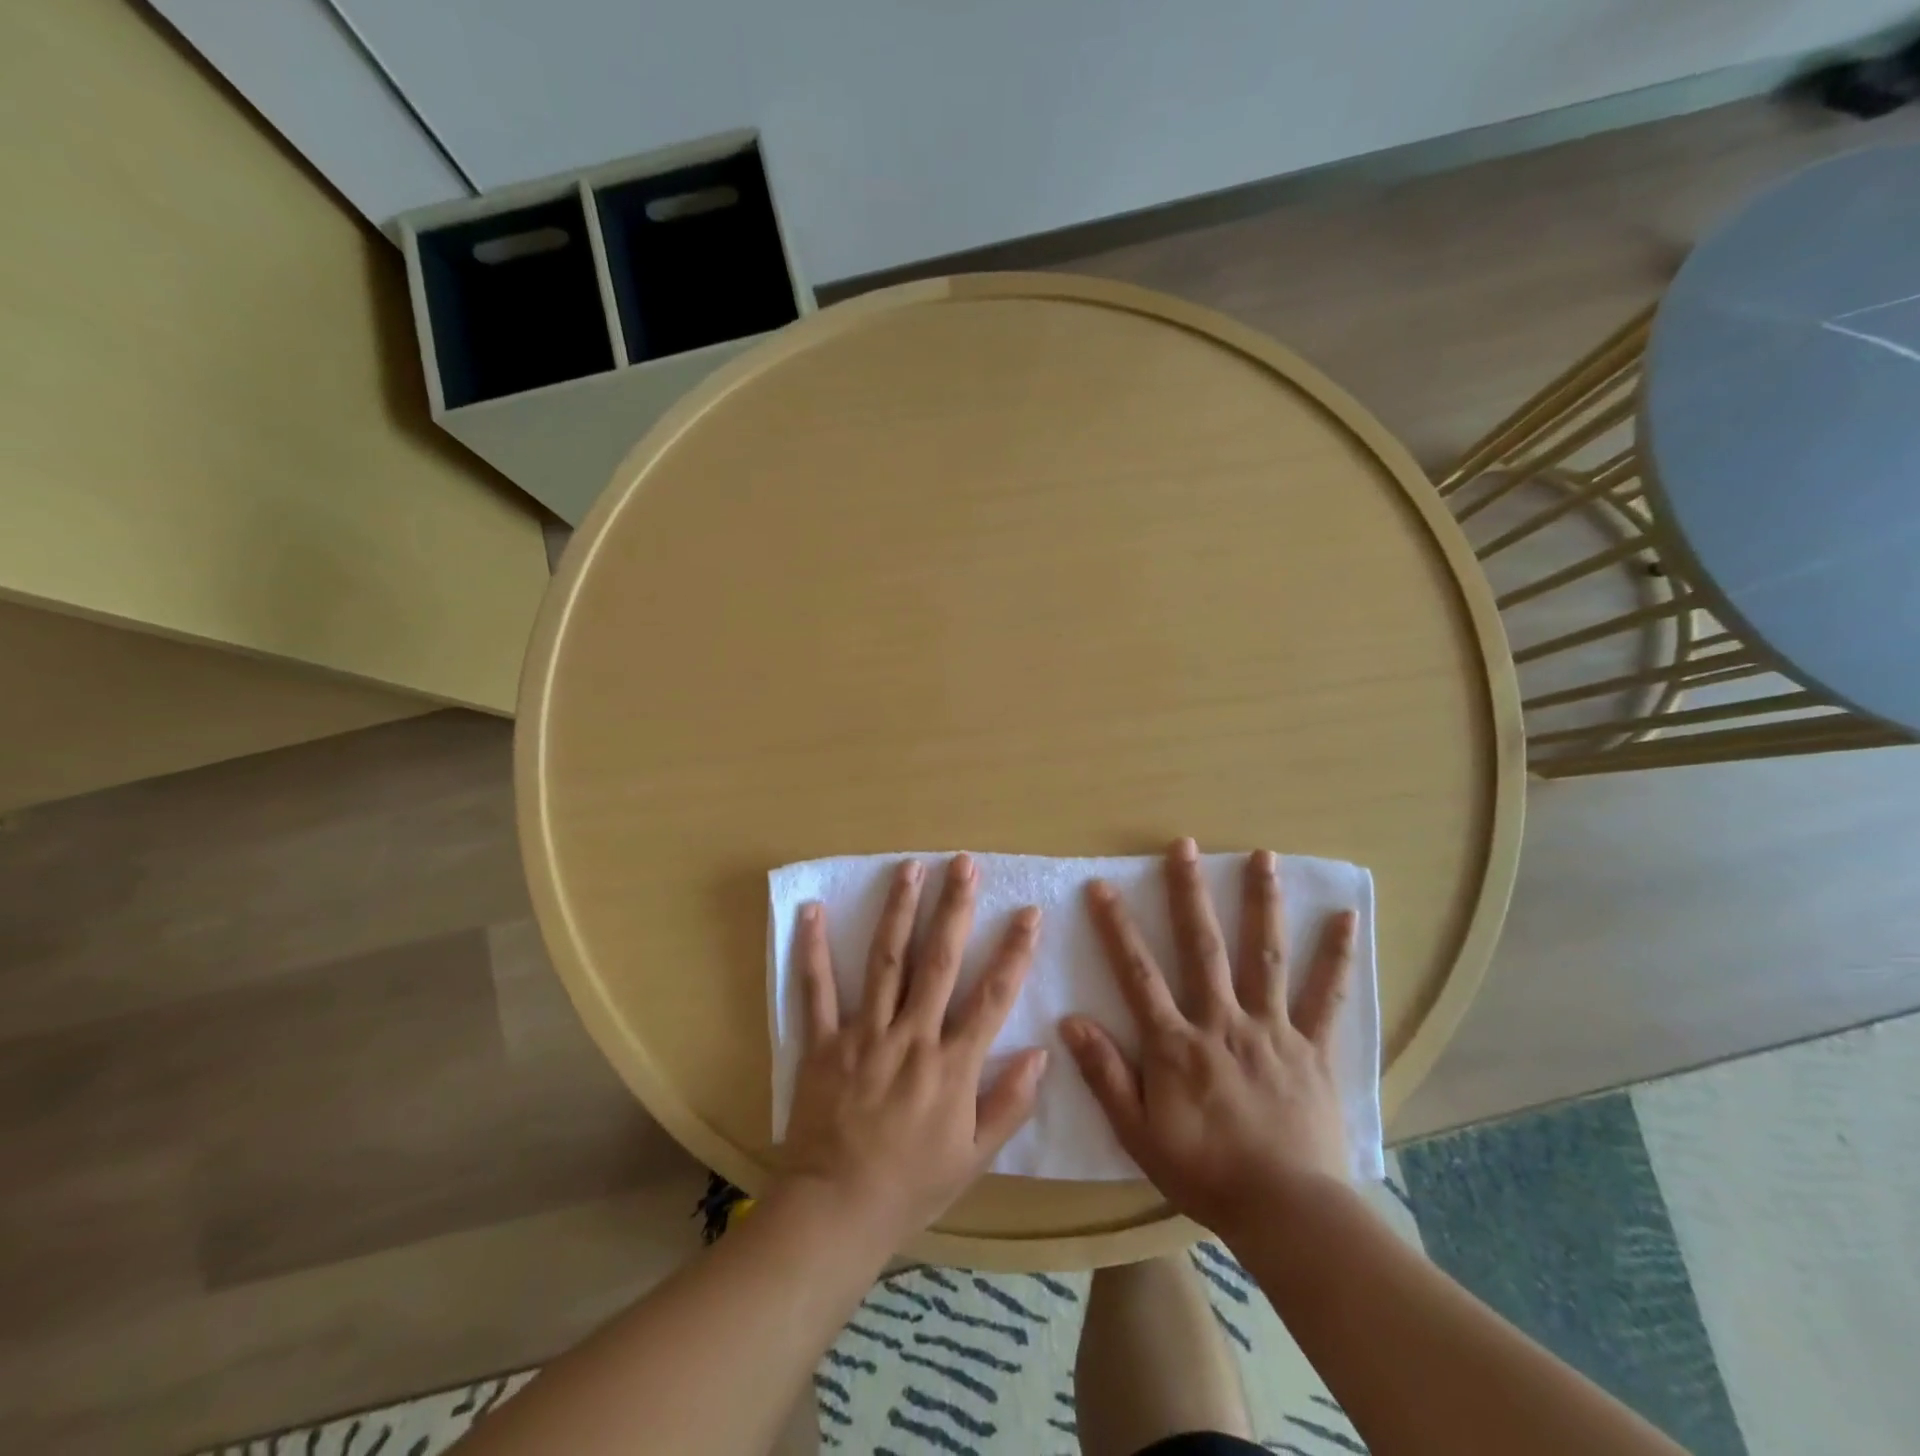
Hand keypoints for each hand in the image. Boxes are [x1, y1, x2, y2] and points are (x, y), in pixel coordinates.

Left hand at [775, 854, 1047, 1249]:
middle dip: (954, 908)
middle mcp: (912, 1037)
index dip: (1014, 952)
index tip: (1029, 912)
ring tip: (910, 868)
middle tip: (964, 864)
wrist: (837, 1211)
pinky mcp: (823, 1043)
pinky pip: (817, 990)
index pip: (992, 996)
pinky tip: (813, 910)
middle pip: (938, 961)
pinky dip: (814, 949)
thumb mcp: (974, 1157)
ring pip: (886, 961)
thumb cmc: (912, 1185)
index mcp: (952, 1066)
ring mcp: (864, 1035)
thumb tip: (1040, 1052)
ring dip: (898, 911)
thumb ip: (1010, 1104)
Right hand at [1061, 838, 1357, 1236]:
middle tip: (1184, 845)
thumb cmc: (1206, 1173)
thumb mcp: (1138, 1133)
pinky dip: (1336, 956)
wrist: (1288, 1214)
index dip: (1116, 927)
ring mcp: (1272, 1029)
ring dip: (1262, 903)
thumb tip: (1071, 1021)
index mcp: (1176, 1042)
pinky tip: (1345, 918)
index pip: (1137, 972)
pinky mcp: (1313, 1048)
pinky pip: (1326, 996)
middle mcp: (1222, 1021)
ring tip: (1263, 856)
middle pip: (1203, 946)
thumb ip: (1105, 1075)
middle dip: (1189, 893)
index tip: (1102, 886)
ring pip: (1265, 955)